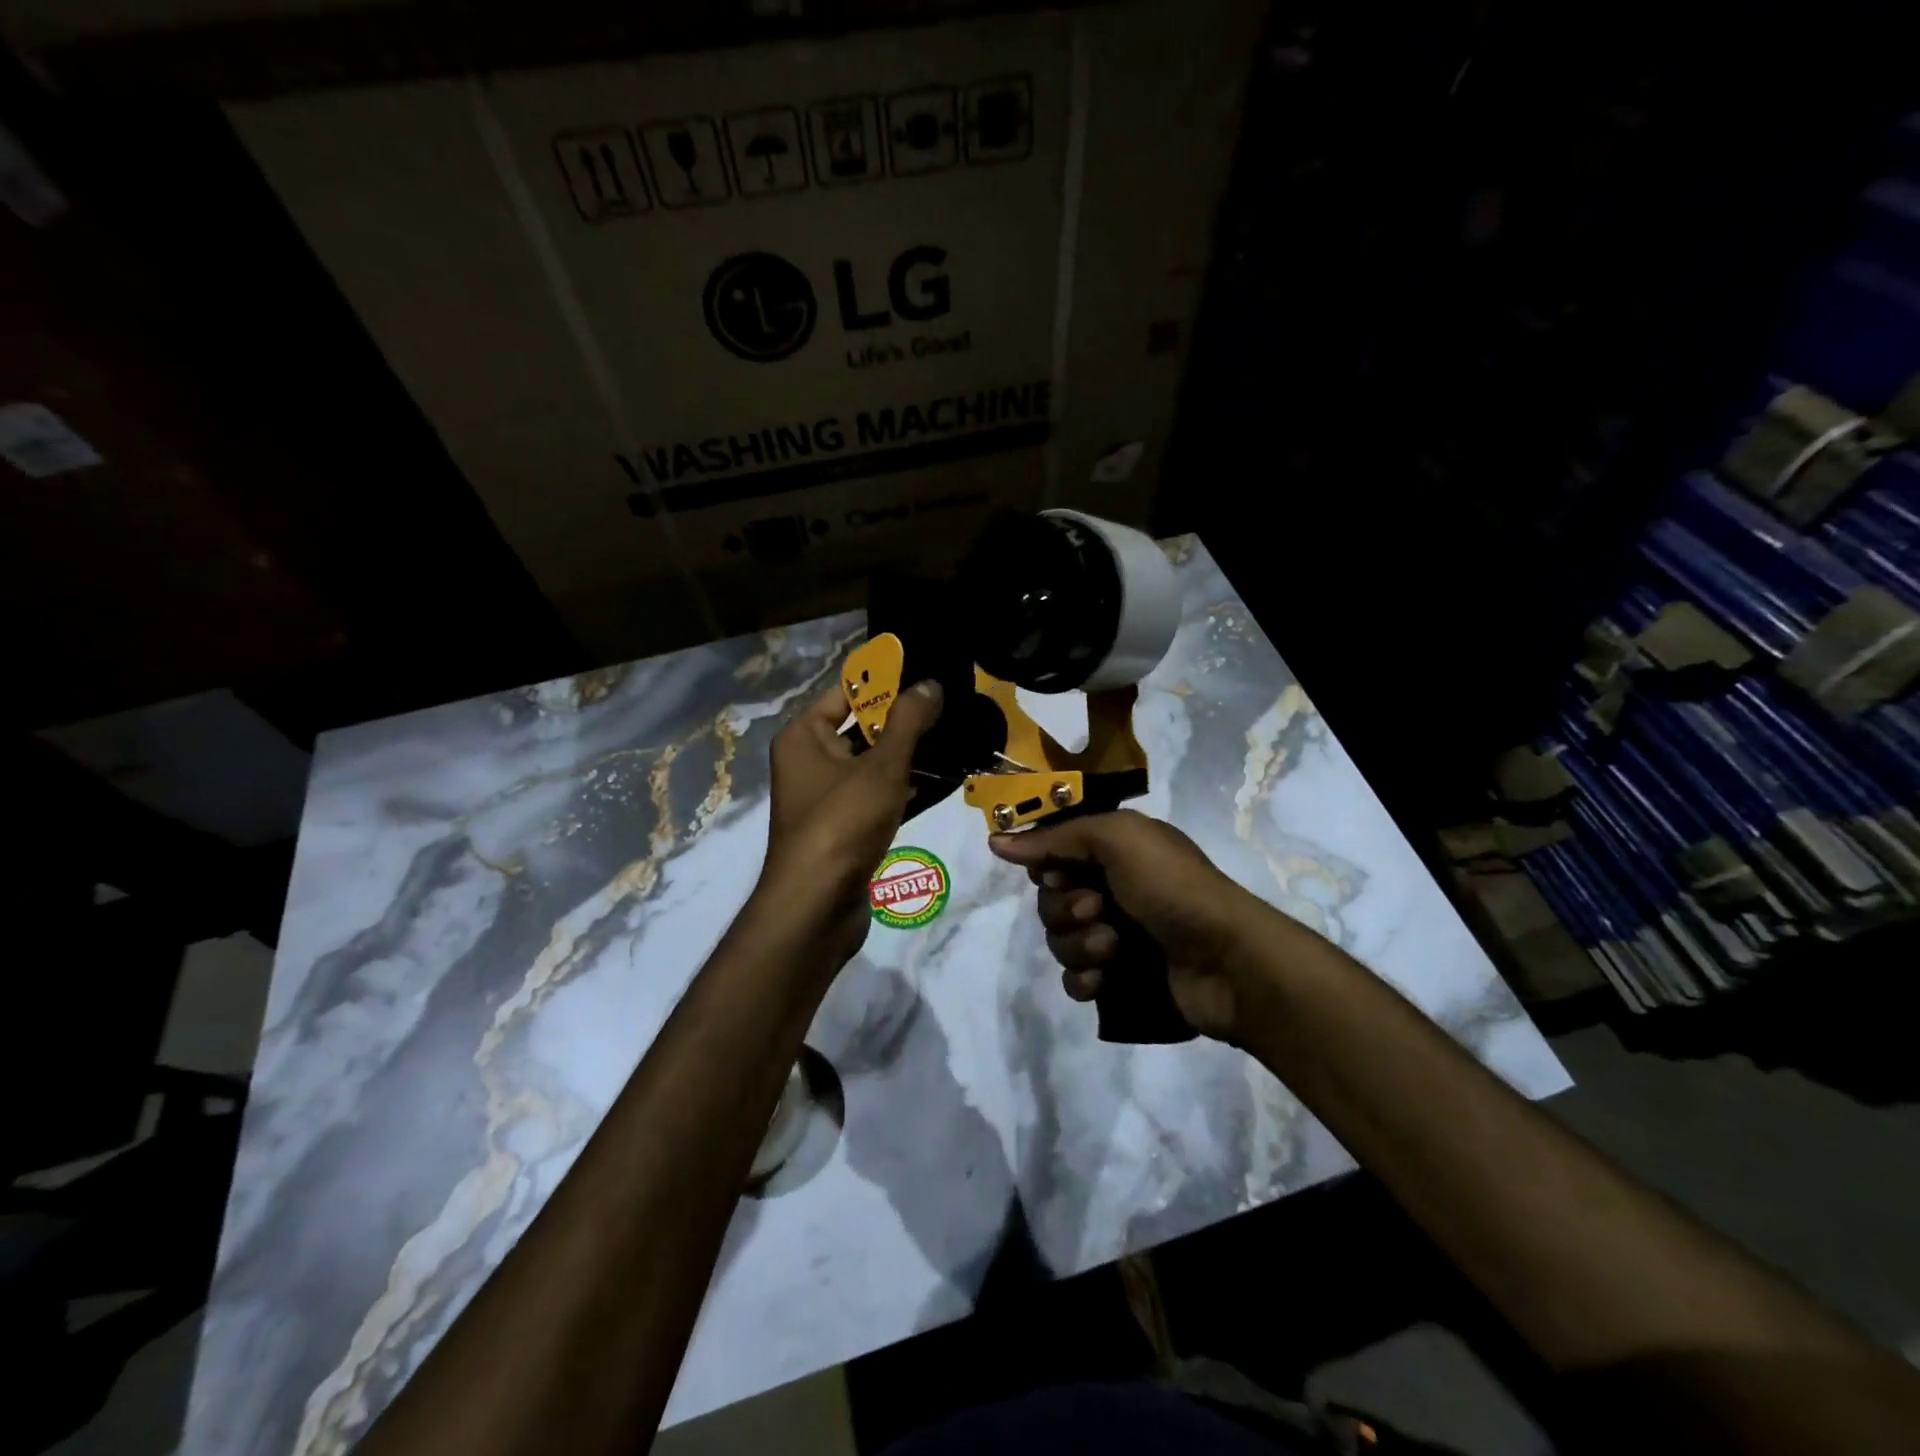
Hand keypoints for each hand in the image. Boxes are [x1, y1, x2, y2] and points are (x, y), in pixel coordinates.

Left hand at [759, 678, 943, 959]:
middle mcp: (810, 761)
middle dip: (905, 720)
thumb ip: (908, 722)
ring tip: (956, 737)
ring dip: (910, 755)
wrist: (818, 906)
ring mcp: (827, 797)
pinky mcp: (845, 826)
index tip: (927, 675)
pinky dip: (905, 788)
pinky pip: (878, 795)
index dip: (886, 682)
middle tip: (952, 705)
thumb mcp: (880, 766)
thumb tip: (930, 683)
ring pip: (873, 764)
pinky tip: (942, 780)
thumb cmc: (842, 823)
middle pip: (862, 728)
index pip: (846, 693)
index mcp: (804, 737)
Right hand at [989, 810, 1265, 1041]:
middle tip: (1098, 909)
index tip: (1057, 872)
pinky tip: (1104, 980)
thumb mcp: (1120, 840)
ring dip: (1078, 944)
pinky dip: (1084, 979)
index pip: (1053, 854)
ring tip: (1112, 948)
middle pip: (1049, 899)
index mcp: (1114, 851)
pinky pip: (1074, 979)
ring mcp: (1115, 936)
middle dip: (1065, 908)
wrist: (1227, 960)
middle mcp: (1111, 889)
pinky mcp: (1119, 980)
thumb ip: (1057, 837)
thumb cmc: (1174, 887)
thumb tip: (997, 842)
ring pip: (1058, 940)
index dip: (1047, 865)